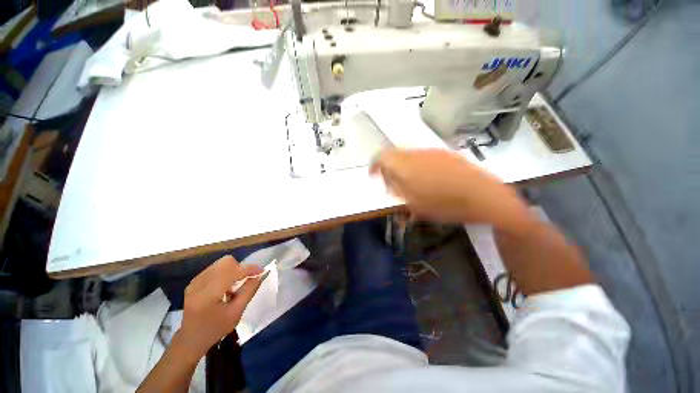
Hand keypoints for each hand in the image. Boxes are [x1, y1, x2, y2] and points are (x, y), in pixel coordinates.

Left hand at [175, 256, 263, 359]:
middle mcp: (198, 284)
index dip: (249, 269)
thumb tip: (259, 275)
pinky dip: (225, 273)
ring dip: (233, 270)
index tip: (261, 271)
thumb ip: (248, 292)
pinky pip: (215, 268)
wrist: (191, 339)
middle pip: (226, 262)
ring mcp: (194, 281)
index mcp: (207, 295)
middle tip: (245, 280)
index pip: (231, 272)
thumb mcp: (236, 314)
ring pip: (221, 263)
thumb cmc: (215, 329)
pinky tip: (225, 287)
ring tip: (234, 286)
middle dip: (240, 268)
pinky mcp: (194, 281)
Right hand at [370, 148, 531, 229]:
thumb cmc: (444, 204)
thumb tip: (388, 181)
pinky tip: (427, 179)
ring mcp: (432, 152)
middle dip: (388, 167)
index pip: (381, 157)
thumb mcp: (414, 203)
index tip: (373, 176)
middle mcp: (416, 154)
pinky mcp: (444, 153)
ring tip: (409, 183)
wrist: (483, 196)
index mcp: (406, 166)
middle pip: (393, 155)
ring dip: (403, 167)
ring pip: (408, 155)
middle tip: (392, 183)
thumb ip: (397, 190)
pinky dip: (417, 165)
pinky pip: (422, 156)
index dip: (374, 165)